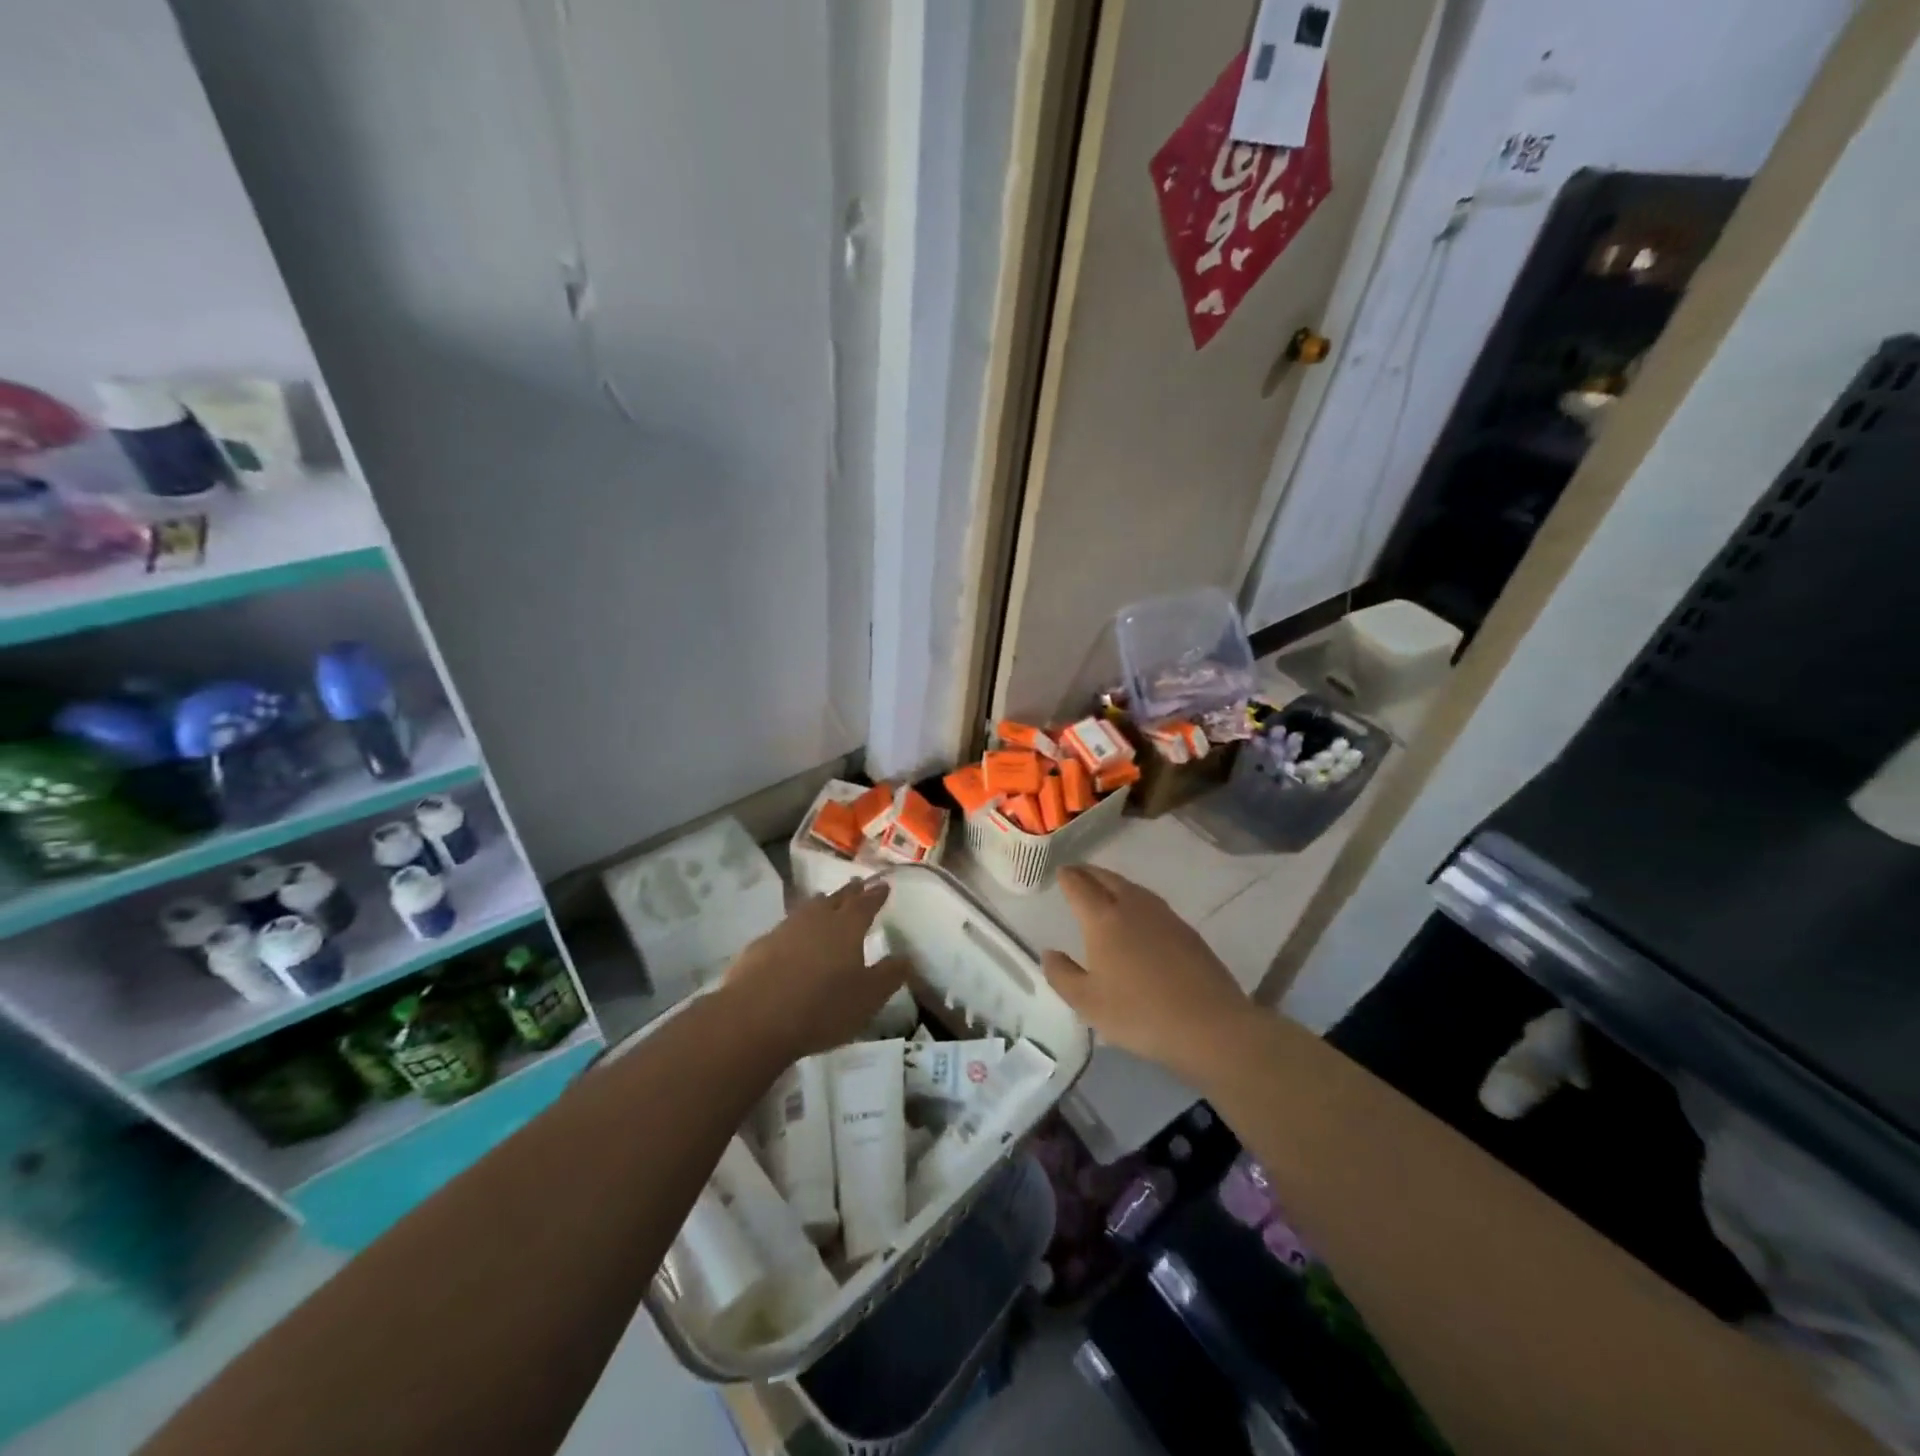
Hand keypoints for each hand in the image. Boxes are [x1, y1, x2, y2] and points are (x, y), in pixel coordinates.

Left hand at [721, 879, 908, 1064]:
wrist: (755, 1017)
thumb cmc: (822, 1007)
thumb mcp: (868, 998)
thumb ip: (889, 976)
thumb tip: (906, 957)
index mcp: (847, 927)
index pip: (866, 904)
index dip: (876, 895)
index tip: (884, 885)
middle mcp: (817, 919)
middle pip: (836, 899)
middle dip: (849, 892)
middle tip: (857, 883)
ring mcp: (785, 929)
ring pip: (807, 909)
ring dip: (820, 904)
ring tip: (825, 901)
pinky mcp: (760, 946)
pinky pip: (784, 928)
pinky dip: (794, 928)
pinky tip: (792, 937)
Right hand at [1042, 866, 1257, 1085]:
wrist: (1209, 1024)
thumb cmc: (1139, 1013)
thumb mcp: (1088, 1003)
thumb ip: (1062, 975)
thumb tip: (1049, 953)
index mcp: (1103, 920)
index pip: (1080, 888)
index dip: (1068, 878)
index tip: (1060, 871)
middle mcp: (1132, 908)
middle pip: (1107, 879)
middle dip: (1089, 873)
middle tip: (1077, 872)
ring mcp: (1163, 916)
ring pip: (1132, 888)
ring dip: (1114, 882)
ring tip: (1104, 887)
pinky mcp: (1186, 930)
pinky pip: (1151, 902)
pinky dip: (1136, 898)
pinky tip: (1138, 913)